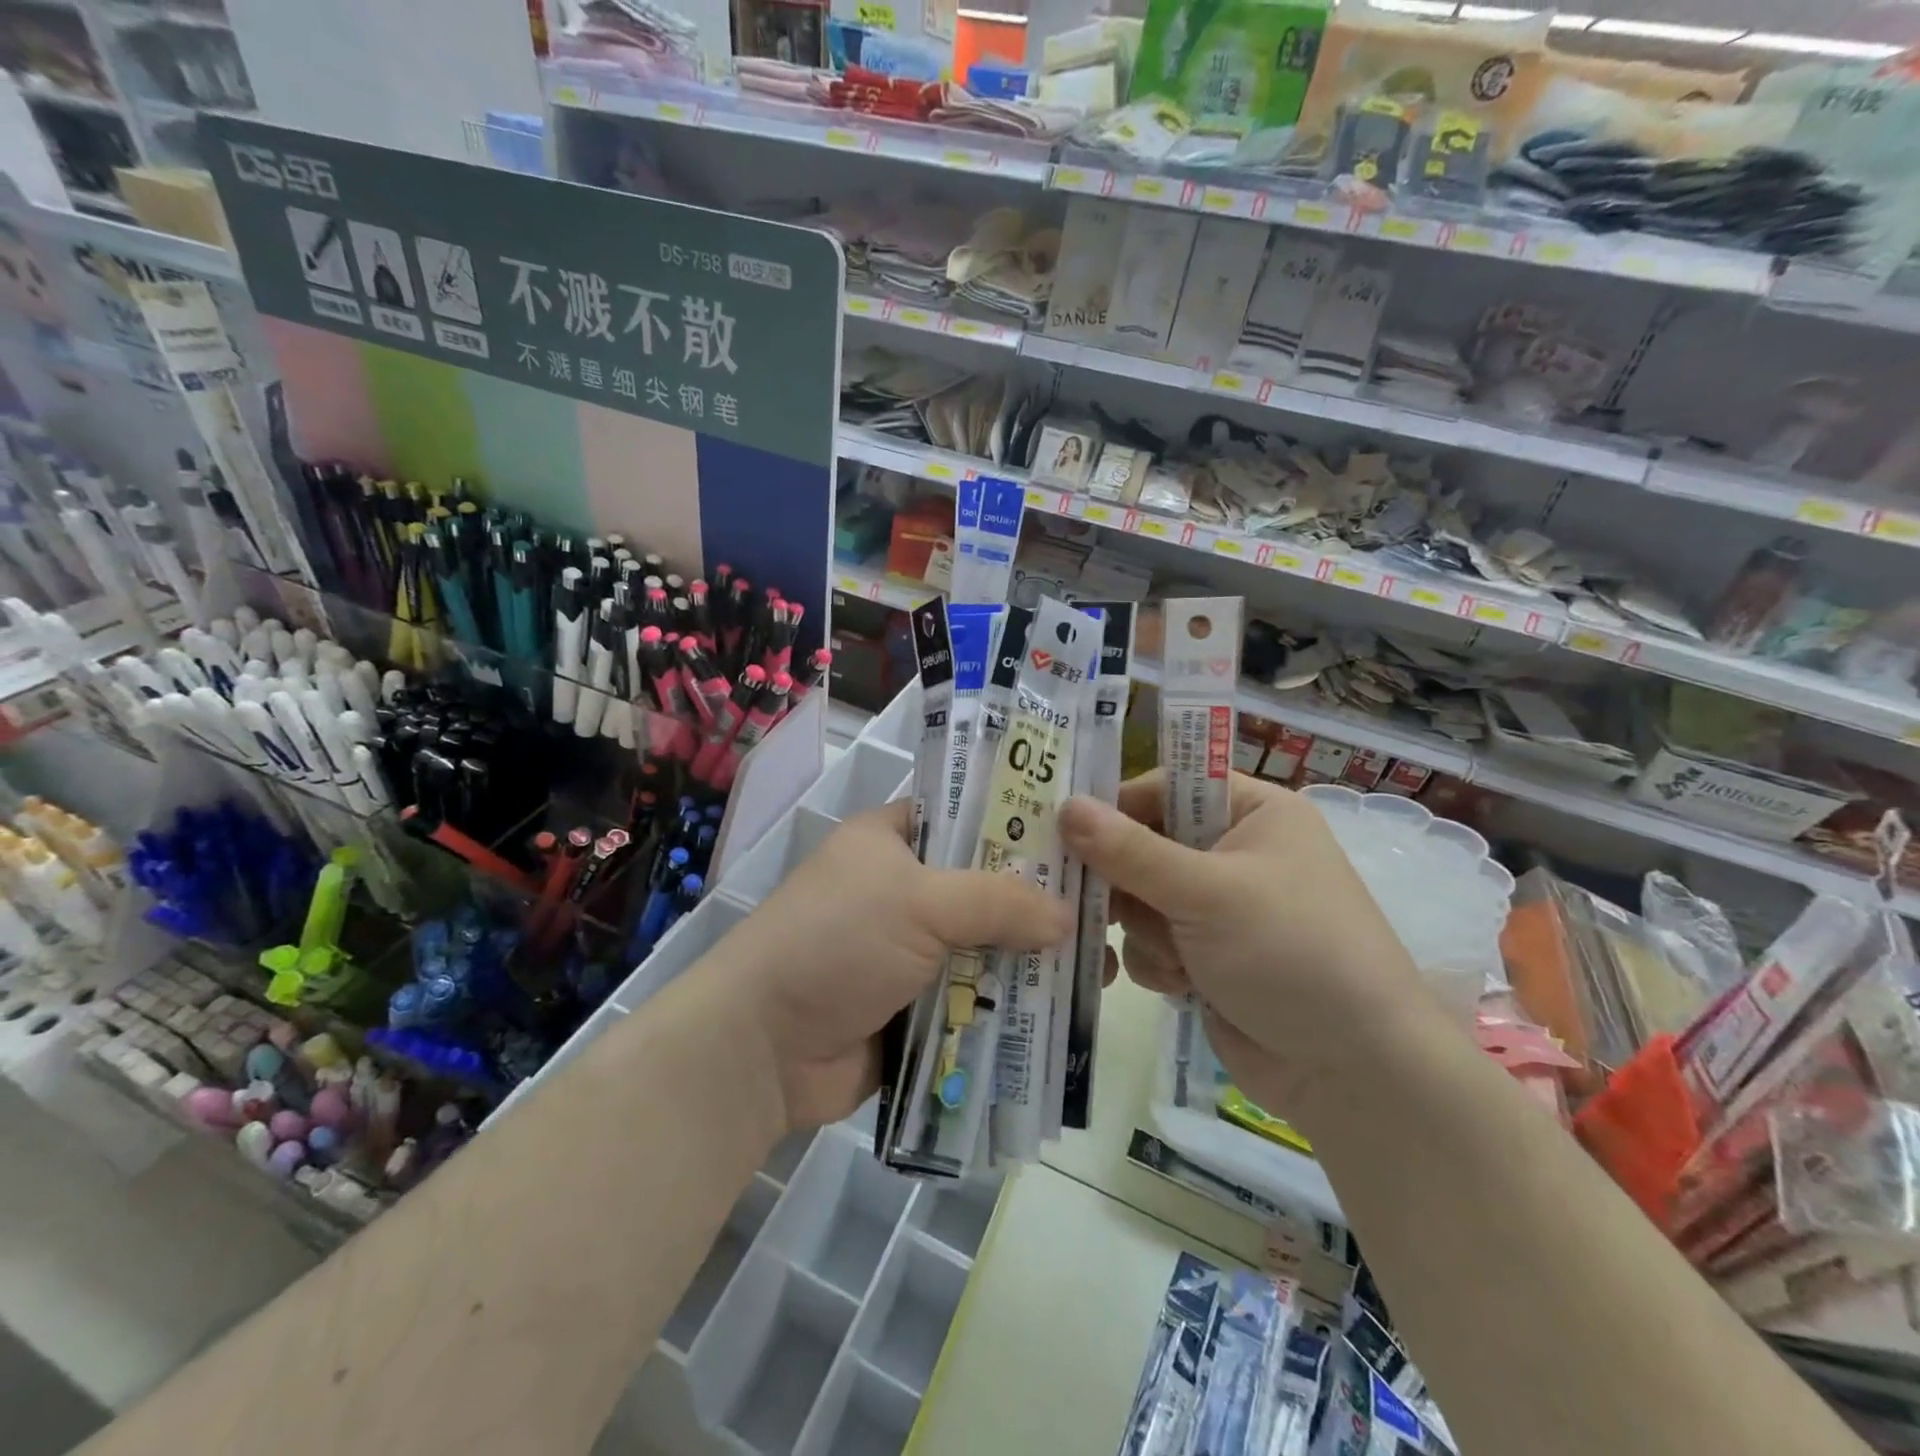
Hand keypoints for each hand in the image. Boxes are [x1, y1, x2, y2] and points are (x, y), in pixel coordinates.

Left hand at [712, 801, 1070, 1129]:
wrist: (762, 1048)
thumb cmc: (836, 942)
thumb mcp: (919, 902)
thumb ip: (999, 902)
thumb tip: (1068, 917)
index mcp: (892, 840)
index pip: (966, 814)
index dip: (1020, 822)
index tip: (1083, 836)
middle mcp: (903, 889)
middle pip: (986, 886)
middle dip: (1039, 901)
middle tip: (1108, 907)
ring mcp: (910, 951)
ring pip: (986, 946)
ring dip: (1031, 959)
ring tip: (1103, 965)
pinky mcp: (916, 1006)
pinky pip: (975, 998)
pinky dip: (1010, 1005)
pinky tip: (1066, 1012)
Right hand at [1059, 771, 1430, 1114]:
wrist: (1353, 1071)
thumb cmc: (1289, 953)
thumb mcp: (1206, 893)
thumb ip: (1129, 851)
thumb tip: (1065, 806)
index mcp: (1252, 812)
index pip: (1165, 787)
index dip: (1117, 807)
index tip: (1070, 833)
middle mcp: (1235, 851)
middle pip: (1145, 845)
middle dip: (1128, 883)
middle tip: (1106, 903)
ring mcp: (1220, 907)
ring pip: (1141, 898)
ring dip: (1147, 930)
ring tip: (1178, 959)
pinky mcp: (1207, 955)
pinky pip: (1151, 940)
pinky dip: (1158, 962)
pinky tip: (1183, 986)